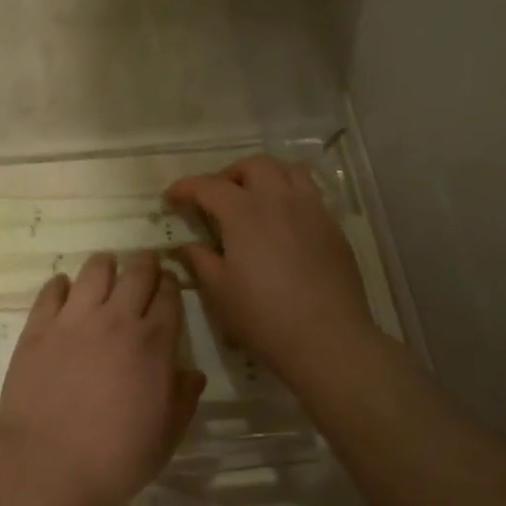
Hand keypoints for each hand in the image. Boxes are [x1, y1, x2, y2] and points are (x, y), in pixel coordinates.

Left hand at [0, 251, 205, 505]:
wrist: (46, 464)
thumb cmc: (114, 458)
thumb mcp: (165, 438)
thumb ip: (183, 400)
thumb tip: (193, 373)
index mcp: (154, 344)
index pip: (169, 296)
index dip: (172, 285)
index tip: (169, 284)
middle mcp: (117, 320)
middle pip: (137, 272)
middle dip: (145, 264)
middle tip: (144, 266)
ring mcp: (74, 319)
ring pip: (95, 270)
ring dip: (105, 265)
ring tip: (106, 270)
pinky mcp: (38, 326)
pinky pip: (52, 289)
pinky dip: (61, 284)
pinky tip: (64, 290)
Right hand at [166, 156, 379, 387]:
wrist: (328, 339)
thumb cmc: (264, 317)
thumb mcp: (220, 291)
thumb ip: (200, 260)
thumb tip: (188, 245)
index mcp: (244, 212)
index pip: (208, 186)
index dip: (186, 187)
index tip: (172, 197)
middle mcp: (279, 200)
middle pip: (253, 165)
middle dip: (229, 174)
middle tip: (216, 197)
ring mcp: (311, 210)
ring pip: (288, 170)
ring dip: (265, 176)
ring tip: (254, 199)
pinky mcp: (333, 227)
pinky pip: (310, 194)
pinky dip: (290, 195)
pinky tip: (283, 223)